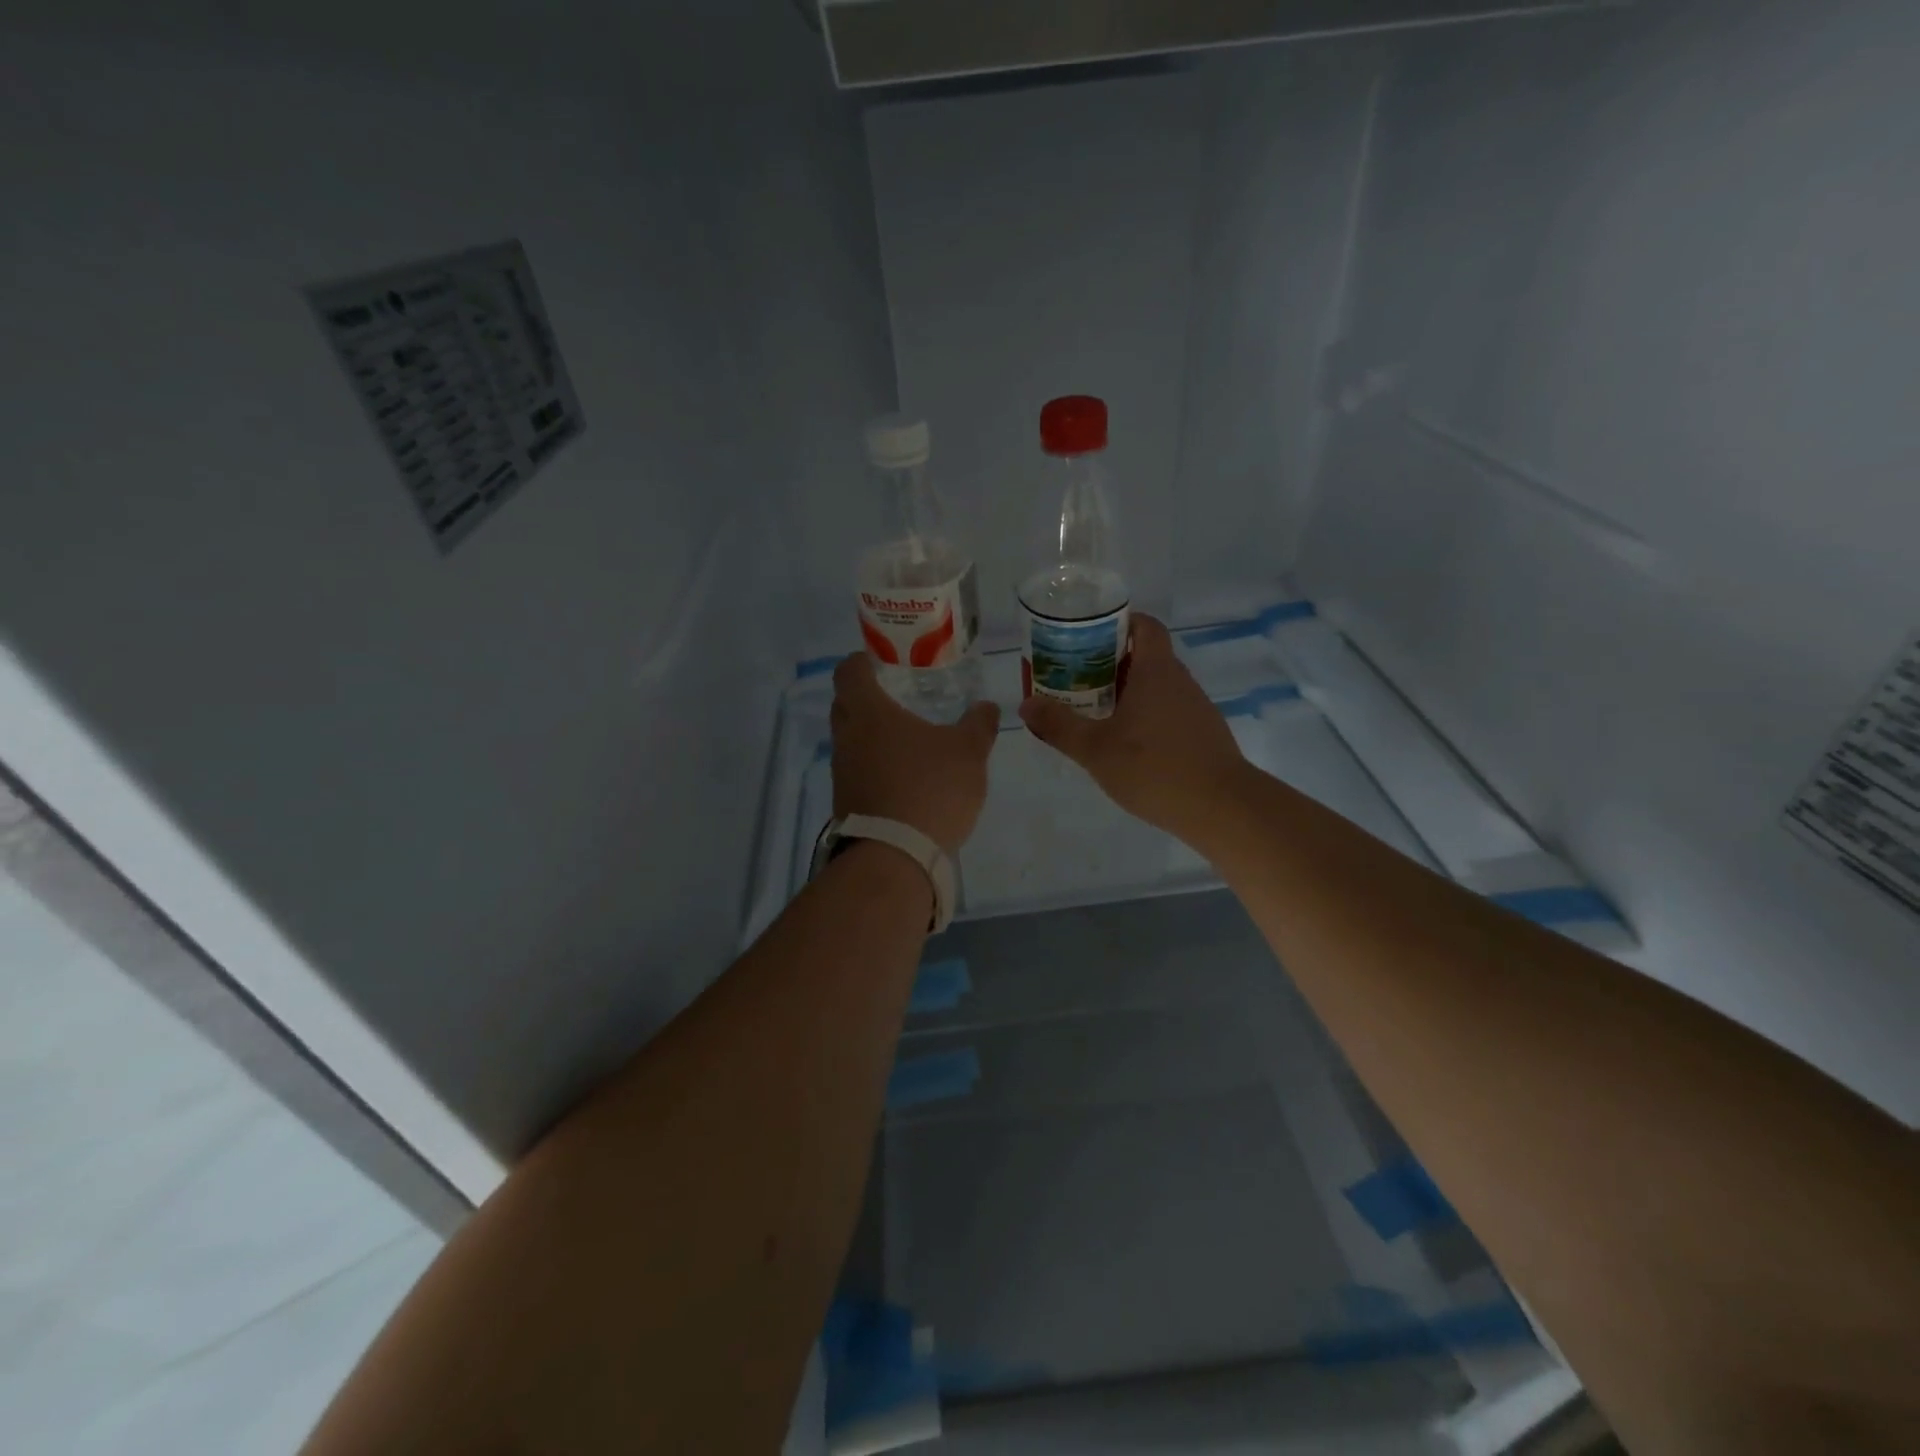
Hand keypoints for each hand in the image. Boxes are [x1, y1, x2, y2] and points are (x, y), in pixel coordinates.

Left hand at [831, 655, 1000, 856]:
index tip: (884, 661)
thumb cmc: (930, 788)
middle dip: (868, 697)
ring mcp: (841, 771)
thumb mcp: (969, 752)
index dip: (863, 661)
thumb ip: (979, 724)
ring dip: (872, 736)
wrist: (895, 856)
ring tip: (908, 740)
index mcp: (869, 712)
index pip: (849, 671)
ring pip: (851, 740)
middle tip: (901, 696)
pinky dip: (875, 766)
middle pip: (846, 704)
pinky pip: (857, 770)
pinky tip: (904, 776)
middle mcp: (846, 737)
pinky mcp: (845, 802)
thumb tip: (988, 706)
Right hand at [1019, 614, 1247, 839]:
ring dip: (1127, 693)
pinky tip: (1126, 745)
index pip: (1145, 626)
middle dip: (1111, 662)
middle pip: (1146, 656)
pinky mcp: (1202, 735)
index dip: (1120, 622)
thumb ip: (1059, 726)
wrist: (1222, 808)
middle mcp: (1179, 681)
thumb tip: (1027, 705)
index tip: (1089, 635)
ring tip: (1095, 712)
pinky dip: (1145, 717)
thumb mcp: (1095, 749)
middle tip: (1077, 678)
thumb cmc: (1154, 768)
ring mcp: (1196, 708)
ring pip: (1157, 687)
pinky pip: (1168, 712)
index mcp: (1156, 671)